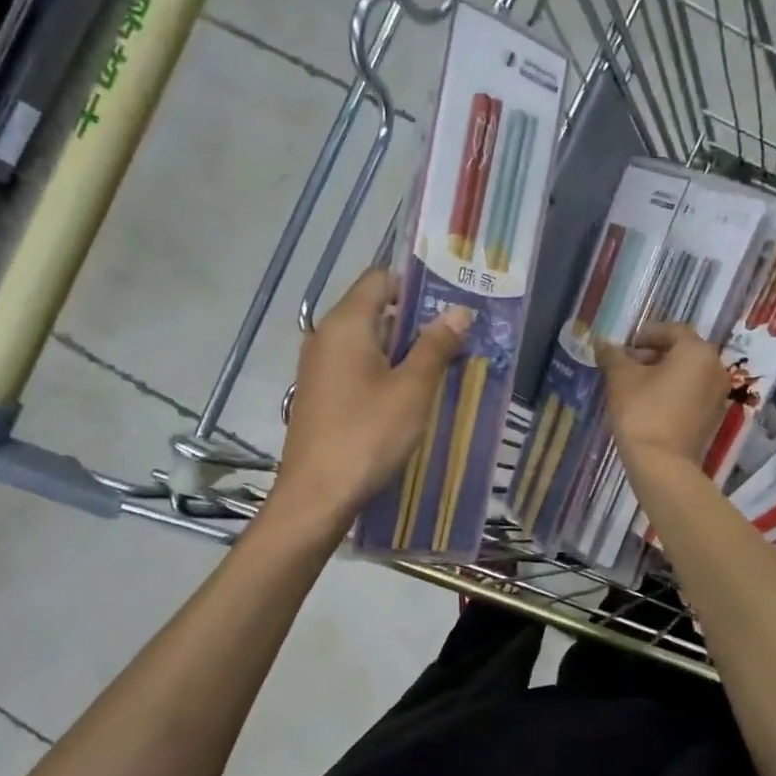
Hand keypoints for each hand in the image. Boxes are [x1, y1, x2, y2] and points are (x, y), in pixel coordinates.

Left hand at [268, 270, 471, 528]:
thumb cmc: (367, 436)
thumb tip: (458, 310)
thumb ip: (435, 346)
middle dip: (417, 323)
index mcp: (345, 324)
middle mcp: (326, 337)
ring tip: (444, 369)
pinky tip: (411, 397)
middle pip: (375, 311)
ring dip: (404, 351)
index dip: (416, 286)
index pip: (380, 279)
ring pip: (368, 343)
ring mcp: (319, 368)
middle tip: (459, 339)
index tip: (451, 304)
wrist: (316, 496)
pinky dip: (384, 373)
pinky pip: (357, 369)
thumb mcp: (412, 390)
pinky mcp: (320, 395)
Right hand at [596, 321, 728, 469]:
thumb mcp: (621, 378)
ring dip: (661, 374)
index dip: (646, 334)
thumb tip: (602, 342)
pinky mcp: (712, 417)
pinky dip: (671, 391)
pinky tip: (647, 404)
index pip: (672, 330)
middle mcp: (715, 368)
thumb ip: (612, 355)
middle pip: (681, 351)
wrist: (662, 464)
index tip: (624, 346)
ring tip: (632, 386)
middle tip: (624, 366)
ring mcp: (717, 394)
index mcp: (697, 352)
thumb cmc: (642, 411)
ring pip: (686, 373)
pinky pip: (691, 393)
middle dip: (652, 354)